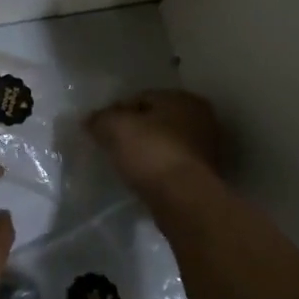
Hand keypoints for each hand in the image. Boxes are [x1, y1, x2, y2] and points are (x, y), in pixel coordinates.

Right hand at [86, 89, 224, 196]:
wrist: (184, 200)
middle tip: (111, 146)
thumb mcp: (115, 128)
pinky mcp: (204, 176)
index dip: (117, 111)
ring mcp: (207, 149)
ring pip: (164, 144)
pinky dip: (157, 169)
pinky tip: (142, 179)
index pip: (141, 97)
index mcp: (183, 98)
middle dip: (133, 131)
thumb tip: (91, 120)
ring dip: (146, 151)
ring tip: (124, 165)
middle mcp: (201, 118)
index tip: (100, 129)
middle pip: (155, 121)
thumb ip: (100, 119)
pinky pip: (171, 165)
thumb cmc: (151, 153)